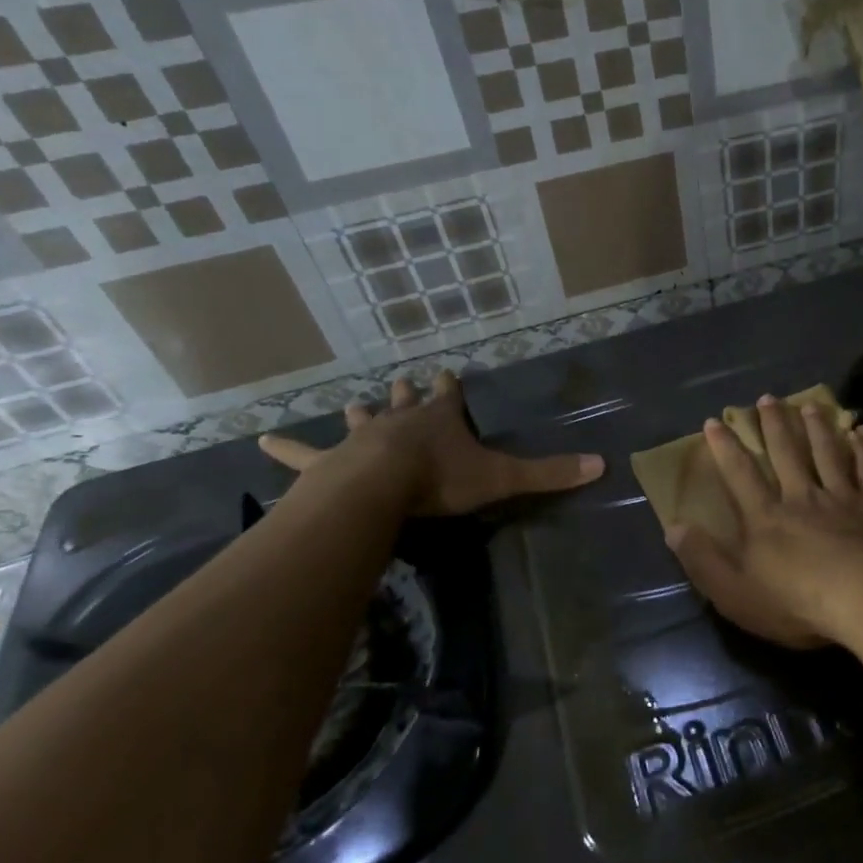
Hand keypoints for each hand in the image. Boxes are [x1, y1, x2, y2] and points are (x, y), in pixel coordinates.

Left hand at [259, 369, 602, 515]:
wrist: (380, 490)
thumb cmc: (441, 480)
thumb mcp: (502, 477)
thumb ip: (549, 473)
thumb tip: (602, 464)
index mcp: (440, 420)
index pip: (450, 396)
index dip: (451, 386)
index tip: (448, 372)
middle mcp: (401, 421)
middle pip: (404, 401)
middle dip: (406, 393)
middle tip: (403, 381)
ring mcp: (362, 438)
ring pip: (361, 420)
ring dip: (361, 414)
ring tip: (353, 405)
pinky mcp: (330, 462)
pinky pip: (304, 454)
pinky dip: (286, 449)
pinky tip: (260, 442)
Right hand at [665, 395, 862, 648]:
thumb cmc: (799, 603)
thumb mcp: (736, 593)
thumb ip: (704, 560)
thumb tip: (674, 528)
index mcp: (767, 518)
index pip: (740, 475)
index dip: (725, 448)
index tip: (715, 422)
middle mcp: (803, 498)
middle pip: (786, 453)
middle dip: (774, 424)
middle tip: (767, 397)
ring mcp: (843, 498)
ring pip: (827, 453)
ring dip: (817, 428)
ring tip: (810, 405)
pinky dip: (862, 450)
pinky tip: (859, 435)